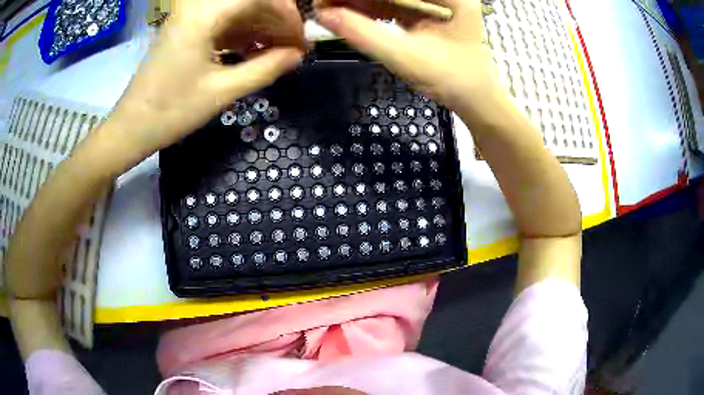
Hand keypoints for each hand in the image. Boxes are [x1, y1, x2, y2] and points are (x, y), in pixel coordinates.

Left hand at [113, 0, 305, 153]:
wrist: (132, 126)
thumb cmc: (172, 111)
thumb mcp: (223, 92)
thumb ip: (265, 68)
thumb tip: (298, 55)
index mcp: (203, 16)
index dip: (287, 15)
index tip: (302, 40)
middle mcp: (197, 7)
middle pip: (249, 1)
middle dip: (276, 21)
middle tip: (293, 48)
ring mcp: (190, 17)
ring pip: (237, 12)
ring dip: (261, 28)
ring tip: (277, 52)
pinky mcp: (187, 30)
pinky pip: (223, 23)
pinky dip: (242, 34)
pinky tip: (254, 52)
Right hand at [315, 0, 497, 110]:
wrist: (472, 100)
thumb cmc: (450, 80)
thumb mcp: (405, 56)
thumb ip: (364, 34)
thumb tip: (324, 15)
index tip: (325, 1)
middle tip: (323, 5)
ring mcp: (433, 1)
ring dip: (356, 2)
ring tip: (328, 9)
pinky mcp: (423, 12)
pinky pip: (389, 5)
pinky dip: (366, 10)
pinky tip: (343, 14)